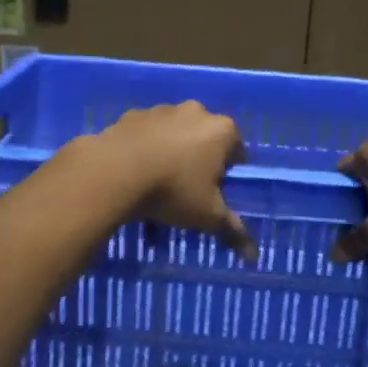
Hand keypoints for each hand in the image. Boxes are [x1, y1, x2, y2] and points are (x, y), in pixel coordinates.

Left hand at [92, 102, 254, 260]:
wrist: (114, 171)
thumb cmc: (174, 190)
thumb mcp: (207, 215)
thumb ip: (232, 231)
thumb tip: (253, 256)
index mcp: (222, 130)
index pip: (236, 151)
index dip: (227, 173)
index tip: (214, 193)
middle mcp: (195, 111)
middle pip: (205, 138)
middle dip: (199, 160)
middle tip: (187, 189)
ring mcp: (161, 110)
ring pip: (174, 133)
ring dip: (171, 151)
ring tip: (157, 182)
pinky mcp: (132, 115)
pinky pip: (146, 133)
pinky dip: (145, 147)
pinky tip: (135, 171)